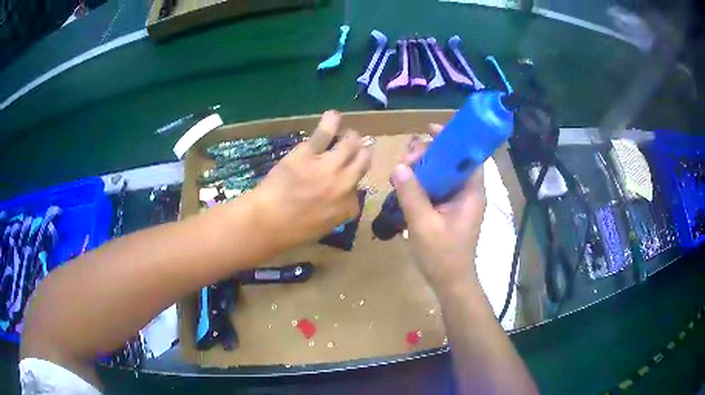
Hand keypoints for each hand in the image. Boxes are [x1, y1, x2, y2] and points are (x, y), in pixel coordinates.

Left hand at [251, 111, 371, 249]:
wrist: (268, 221)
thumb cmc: (290, 231)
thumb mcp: (321, 229)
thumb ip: (334, 213)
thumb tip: (336, 200)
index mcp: (347, 207)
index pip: (359, 190)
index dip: (352, 182)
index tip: (344, 180)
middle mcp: (345, 184)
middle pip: (363, 161)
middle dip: (361, 153)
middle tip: (355, 149)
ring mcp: (329, 166)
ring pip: (351, 144)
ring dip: (351, 138)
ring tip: (347, 135)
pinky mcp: (310, 153)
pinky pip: (325, 133)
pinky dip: (331, 122)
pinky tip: (333, 115)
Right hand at [392, 125, 485, 289]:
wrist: (450, 282)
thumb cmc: (442, 256)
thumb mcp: (423, 225)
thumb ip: (411, 195)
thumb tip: (398, 167)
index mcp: (471, 193)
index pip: (469, 156)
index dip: (454, 139)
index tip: (431, 130)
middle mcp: (468, 193)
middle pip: (453, 162)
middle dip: (431, 153)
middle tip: (407, 158)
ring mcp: (459, 202)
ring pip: (444, 174)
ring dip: (425, 167)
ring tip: (402, 168)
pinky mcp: (450, 210)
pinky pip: (438, 188)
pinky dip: (423, 182)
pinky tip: (406, 182)